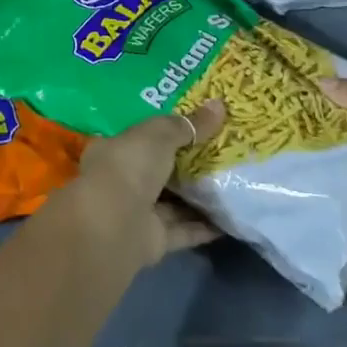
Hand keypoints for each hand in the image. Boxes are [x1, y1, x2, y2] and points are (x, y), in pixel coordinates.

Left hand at [73, 101, 225, 264]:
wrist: (114, 223)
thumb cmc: (130, 165)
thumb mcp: (161, 134)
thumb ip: (189, 124)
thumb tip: (219, 105)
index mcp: (115, 150)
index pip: (142, 138)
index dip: (167, 131)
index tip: (196, 125)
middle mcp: (123, 181)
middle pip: (160, 170)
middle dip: (187, 164)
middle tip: (223, 153)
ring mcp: (137, 213)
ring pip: (173, 202)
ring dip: (198, 197)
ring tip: (232, 184)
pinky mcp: (154, 241)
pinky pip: (184, 230)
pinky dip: (204, 227)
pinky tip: (229, 220)